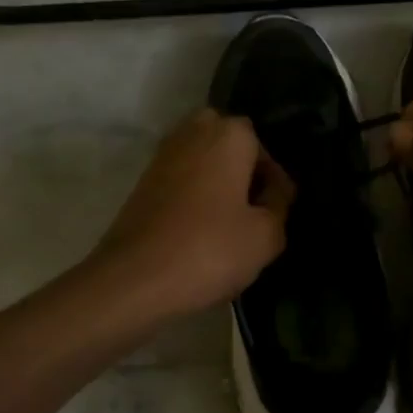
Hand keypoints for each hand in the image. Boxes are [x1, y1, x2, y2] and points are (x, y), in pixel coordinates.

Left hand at [93, 109, 293, 319]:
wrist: (133, 280)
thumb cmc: (209, 250)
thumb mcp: (266, 236)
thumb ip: (279, 206)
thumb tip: (274, 193)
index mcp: (228, 134)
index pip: (266, 150)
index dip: (275, 184)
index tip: (277, 214)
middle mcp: (193, 132)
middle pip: (231, 148)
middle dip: (244, 174)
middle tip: (253, 213)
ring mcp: (163, 155)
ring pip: (205, 164)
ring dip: (218, 186)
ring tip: (229, 228)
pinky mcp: (143, 182)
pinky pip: (182, 181)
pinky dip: (194, 198)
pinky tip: (201, 233)